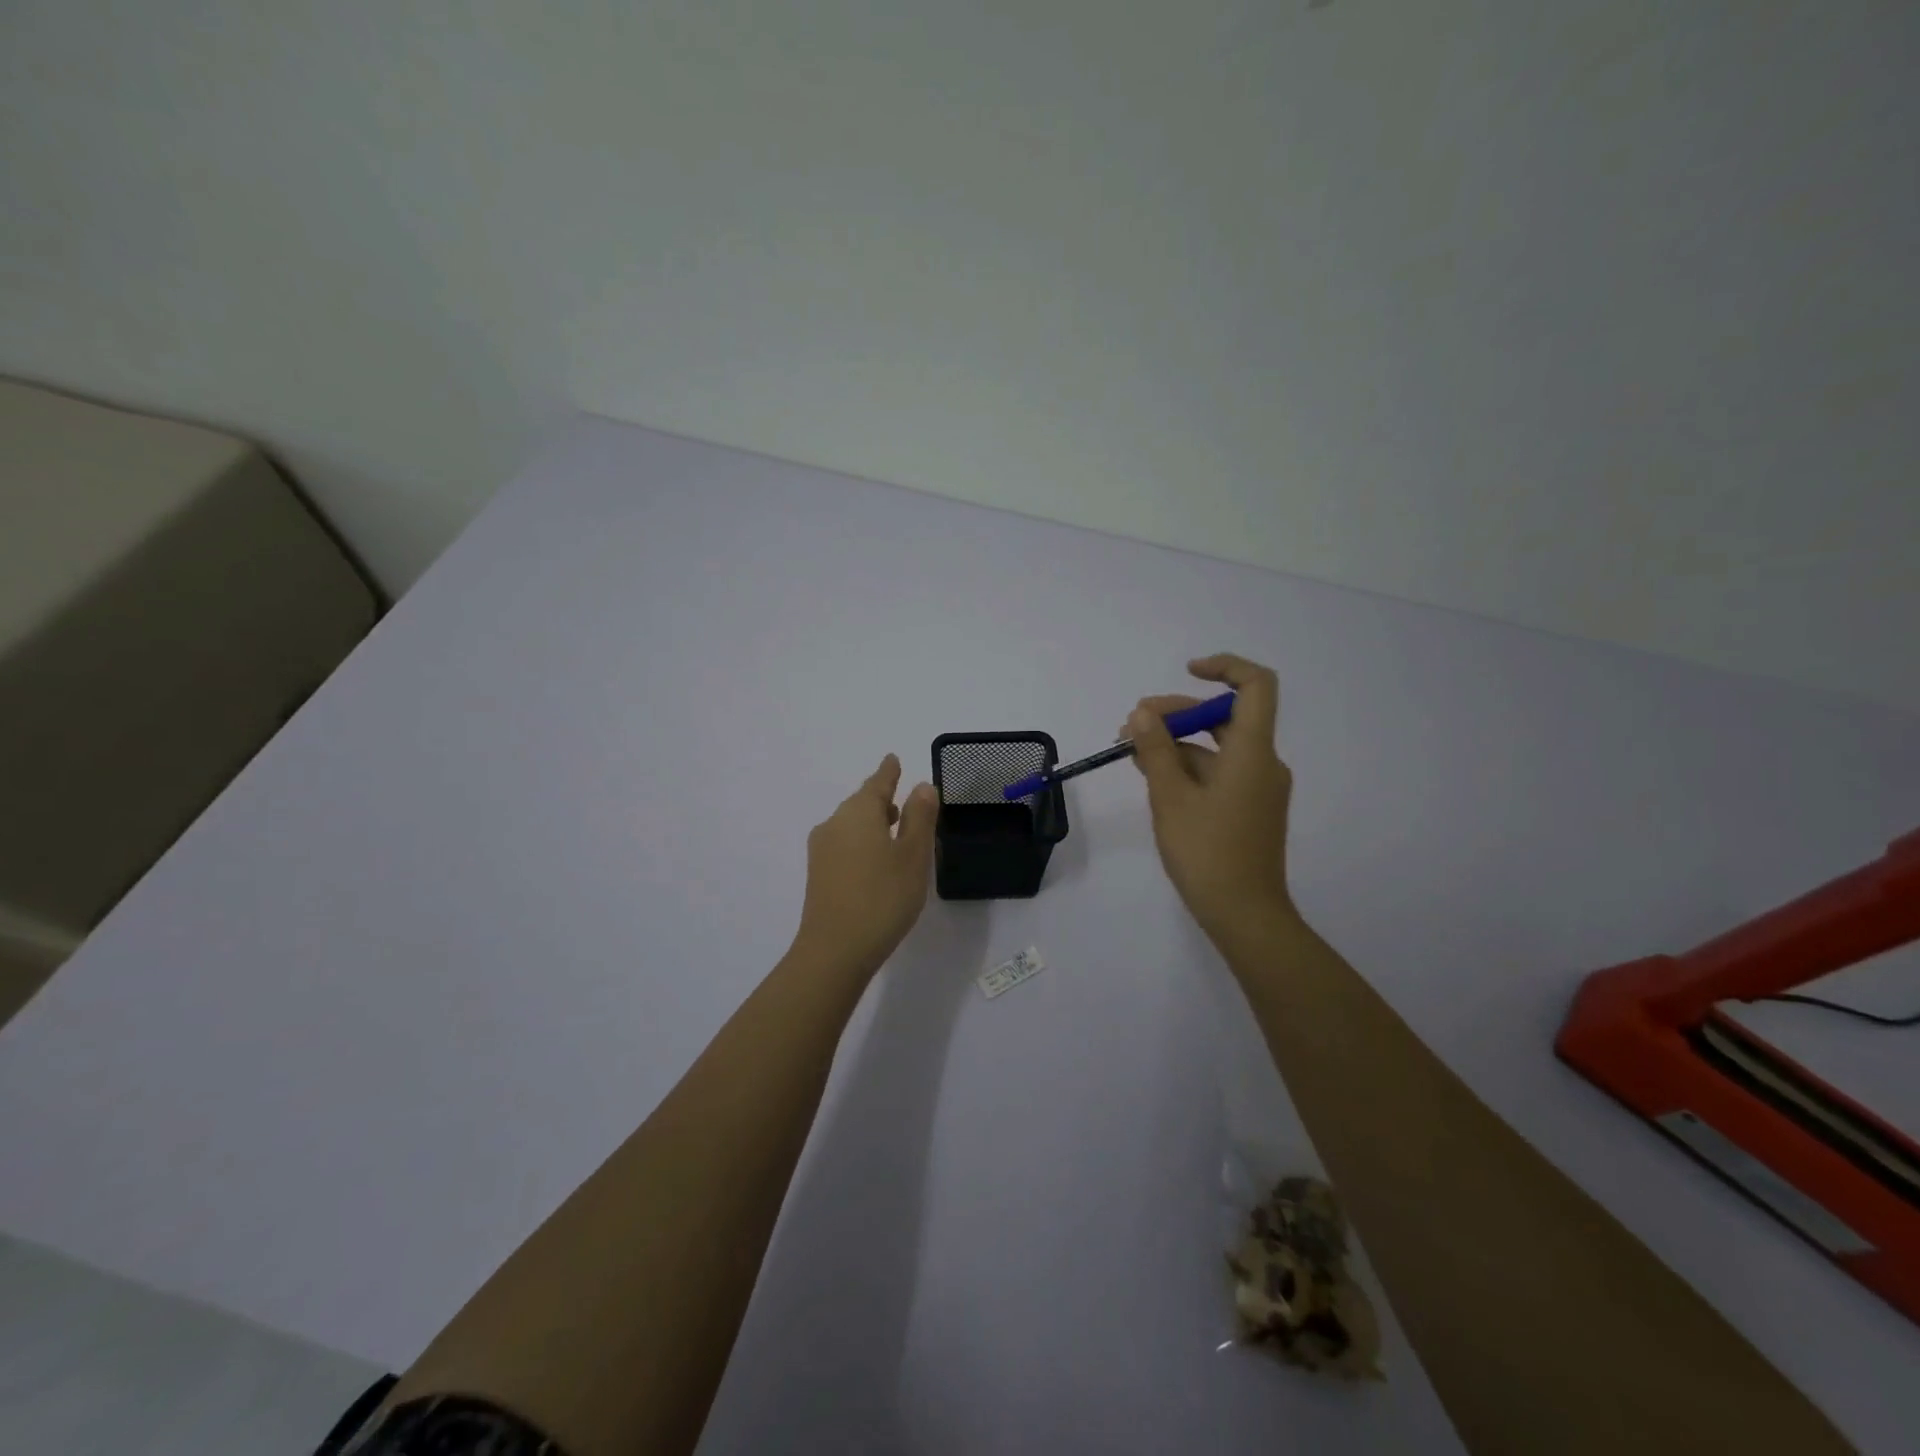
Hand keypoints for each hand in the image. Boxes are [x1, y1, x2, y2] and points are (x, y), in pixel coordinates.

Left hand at [791, 754, 938, 977]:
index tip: (893, 759)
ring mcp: (822, 850)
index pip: (877, 782)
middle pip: (861, 803)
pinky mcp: (819, 874)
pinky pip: (844, 844)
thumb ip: (920, 817)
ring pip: (851, 824)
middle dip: (882, 800)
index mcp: (859, 812)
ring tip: (895, 831)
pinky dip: (862, 842)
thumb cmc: (883, 897)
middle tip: (904, 802)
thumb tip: (922, 785)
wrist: (834, 951)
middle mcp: (835, 823)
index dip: (888, 772)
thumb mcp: (913, 855)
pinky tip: (876, 860)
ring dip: (872, 823)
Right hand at [1125, 654, 1296, 946]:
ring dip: (1176, 743)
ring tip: (1131, 751)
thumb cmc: (1207, 852)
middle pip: (1225, 717)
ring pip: (1216, 747)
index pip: (1255, 685)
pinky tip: (1153, 776)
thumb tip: (1142, 714)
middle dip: (1177, 714)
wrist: (1244, 915)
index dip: (1224, 668)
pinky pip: (1218, 772)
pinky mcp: (1248, 809)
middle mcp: (1262, 763)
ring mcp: (1257, 788)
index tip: (1185, 672)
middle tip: (1131, 725)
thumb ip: (1155, 750)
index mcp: (1252, 752)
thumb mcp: (1171, 797)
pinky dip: (1188, 767)